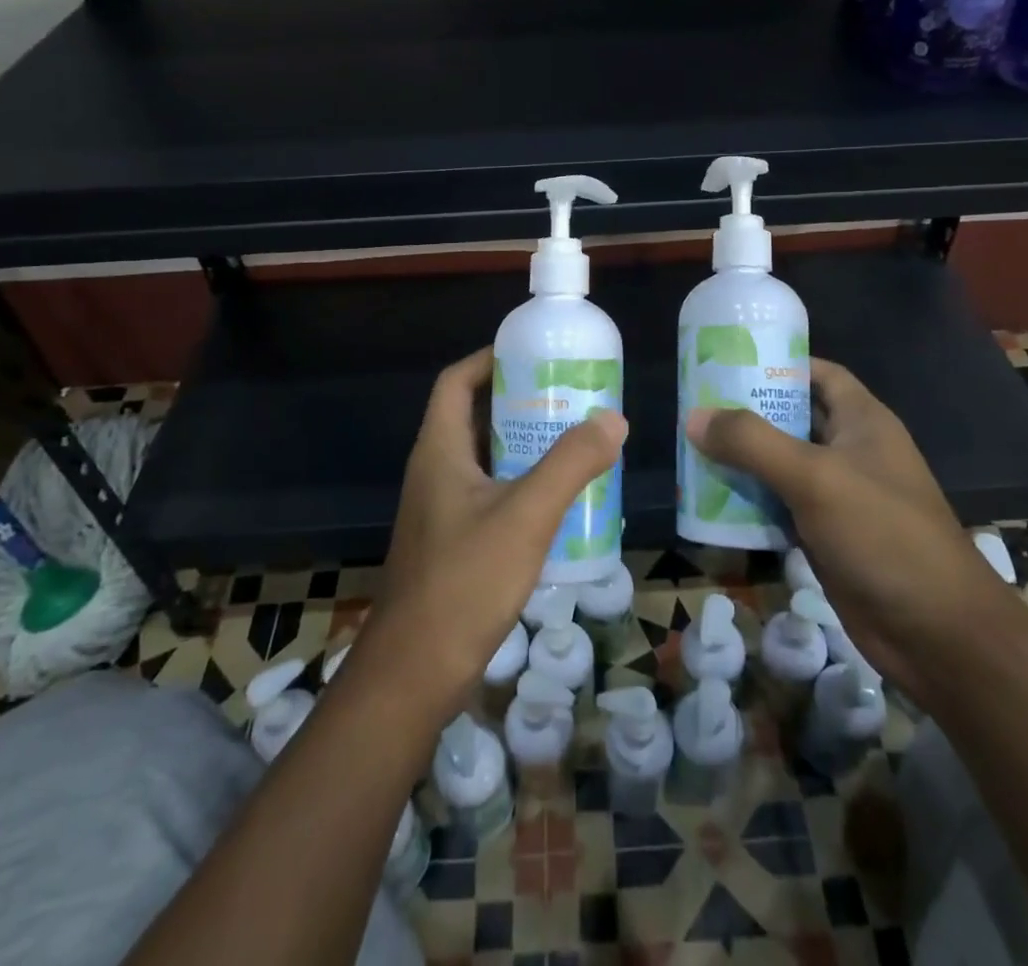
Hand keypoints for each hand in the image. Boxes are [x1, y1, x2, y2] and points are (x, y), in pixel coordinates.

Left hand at [367, 347, 627, 715]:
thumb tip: (612, 418)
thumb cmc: (464, 582)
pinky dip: (519, 482)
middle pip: (473, 415)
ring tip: (572, 440)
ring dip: (522, 444)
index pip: (456, 381)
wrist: (414, 673)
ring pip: (483, 457)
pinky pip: (488, 492)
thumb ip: (570, 463)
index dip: (489, 359)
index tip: (533, 354)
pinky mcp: (451, 541)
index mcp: (439, 450)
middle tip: (567, 397)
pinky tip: (557, 500)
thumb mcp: (526, 516)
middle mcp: (434, 471)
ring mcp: (440, 509)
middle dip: (517, 400)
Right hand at [685, 358, 1019, 707]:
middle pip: (792, 417)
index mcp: (862, 421)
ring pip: (781, 464)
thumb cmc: (884, 536)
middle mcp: (850, 450)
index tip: (727, 360)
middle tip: (696, 406)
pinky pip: (780, 505)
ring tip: (692, 447)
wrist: (938, 635)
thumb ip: (753, 443)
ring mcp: (838, 495)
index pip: (817, 373)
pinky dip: (749, 500)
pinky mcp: (826, 534)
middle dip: (747, 412)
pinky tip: (711, 500)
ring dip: (742, 458)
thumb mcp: (815, 478)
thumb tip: (694, 416)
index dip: (778, 362)